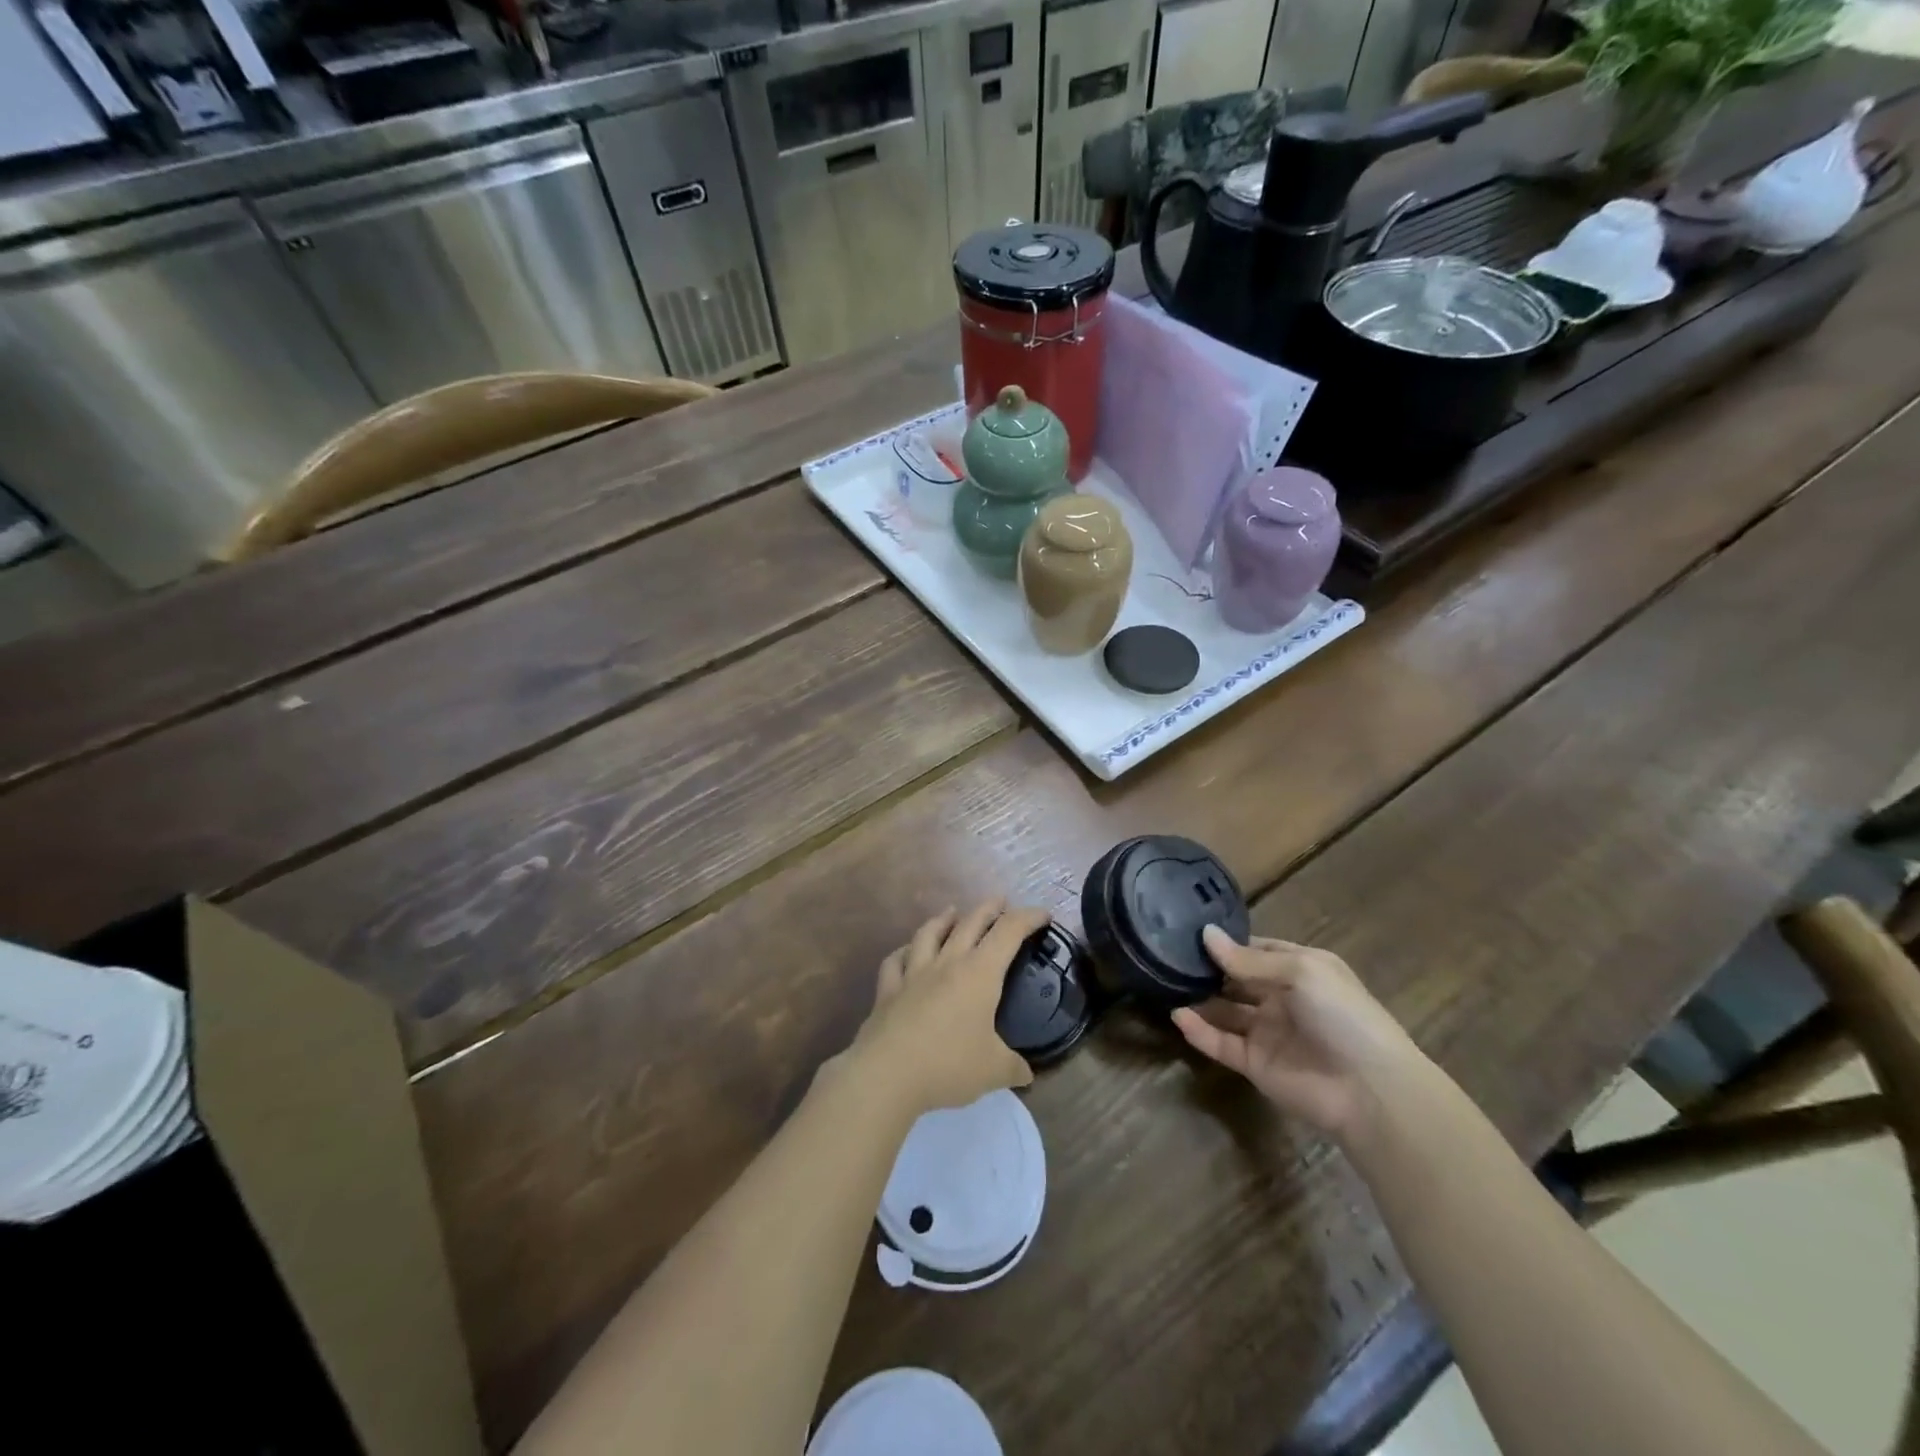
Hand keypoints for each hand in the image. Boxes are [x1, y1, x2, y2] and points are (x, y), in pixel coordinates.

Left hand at [847, 901, 1048, 1115]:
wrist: (888, 1073)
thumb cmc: (949, 1064)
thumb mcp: (994, 1070)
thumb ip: (1013, 1068)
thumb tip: (1026, 1075)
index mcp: (979, 974)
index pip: (1008, 932)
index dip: (1028, 918)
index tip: (1043, 914)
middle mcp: (947, 963)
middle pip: (970, 923)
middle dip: (988, 909)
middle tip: (1000, 901)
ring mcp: (913, 973)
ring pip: (929, 934)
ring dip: (943, 919)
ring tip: (951, 911)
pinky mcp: (888, 989)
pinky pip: (895, 961)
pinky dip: (903, 951)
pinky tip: (906, 952)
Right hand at [1171, 927, 1426, 1139]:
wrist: (1371, 1091)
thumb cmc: (1342, 1015)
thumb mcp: (1300, 972)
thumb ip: (1249, 959)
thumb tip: (1206, 934)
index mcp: (1300, 970)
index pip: (1256, 950)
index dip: (1227, 942)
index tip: (1190, 931)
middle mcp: (1281, 998)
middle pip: (1237, 978)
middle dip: (1208, 968)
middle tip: (1168, 954)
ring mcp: (1267, 1032)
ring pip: (1225, 1010)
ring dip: (1199, 998)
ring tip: (1165, 982)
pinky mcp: (1255, 1064)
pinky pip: (1220, 1043)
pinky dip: (1199, 1031)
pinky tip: (1178, 1016)